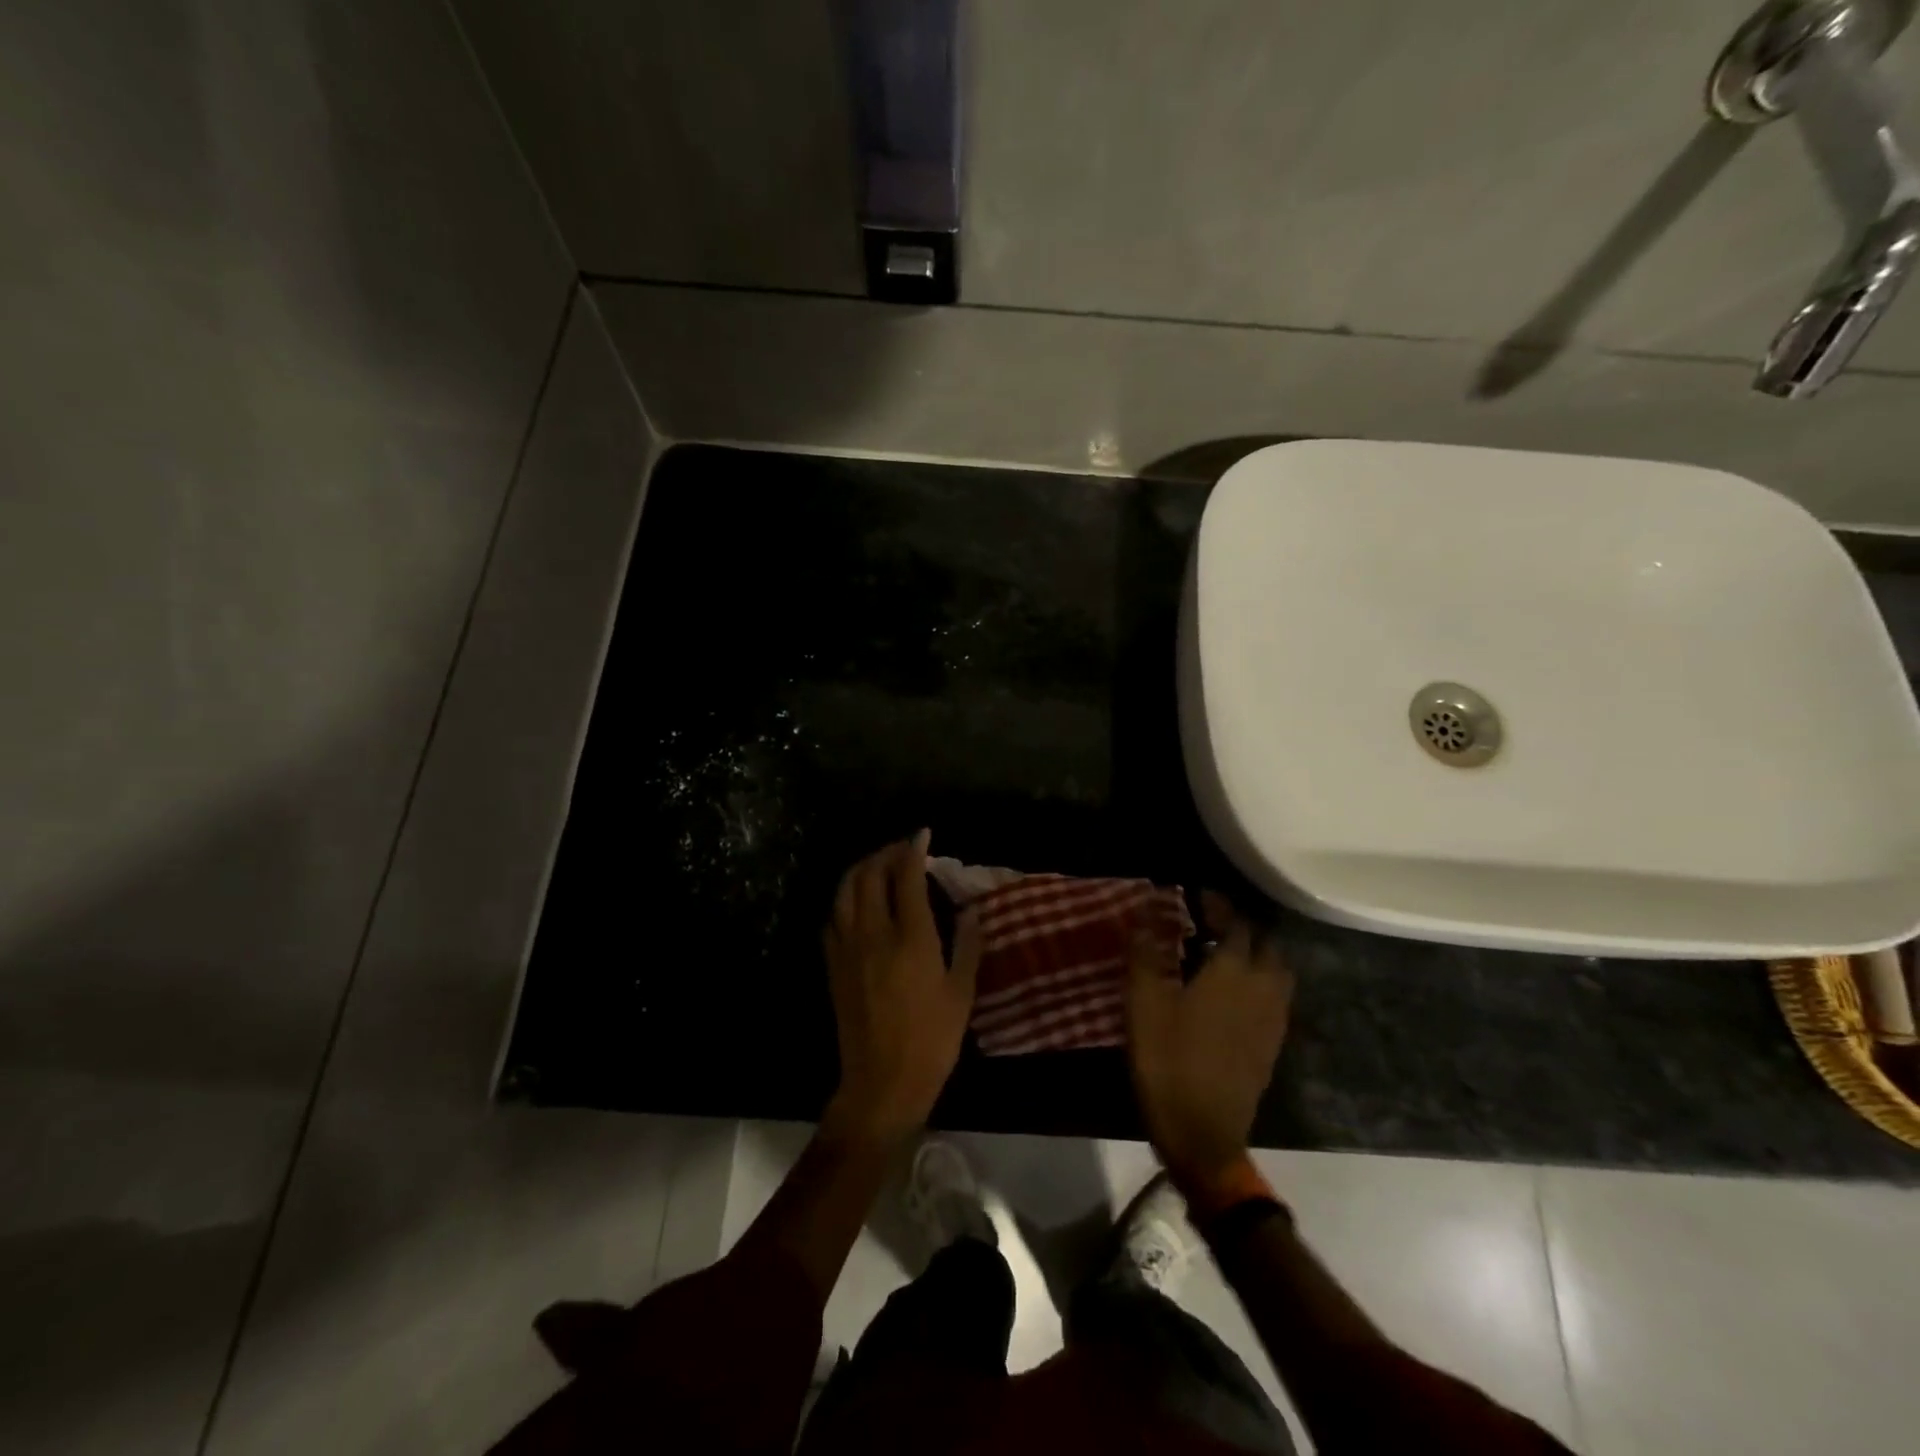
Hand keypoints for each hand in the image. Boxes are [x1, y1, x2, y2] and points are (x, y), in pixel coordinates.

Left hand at [822, 831, 980, 1146]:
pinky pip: (834, 918)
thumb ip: (966, 944)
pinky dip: (846, 899)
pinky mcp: (833, 965)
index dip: (914, 849)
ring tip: (878, 866)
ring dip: (861, 869)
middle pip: (869, 874)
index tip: (923, 835)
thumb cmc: (932, 1040)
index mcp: (911, 937)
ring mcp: (848, 948)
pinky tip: (857, 903)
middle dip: (885, 853)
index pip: (907, 876)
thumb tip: (970, 909)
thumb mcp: (961, 992)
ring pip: (845, 891)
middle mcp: (874, 933)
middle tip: (902, 849)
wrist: (882, 1083)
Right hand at [1126, 893, 1293, 1198]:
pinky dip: (1259, 983)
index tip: (1198, 896)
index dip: (1220, 905)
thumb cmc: (1168, 1059)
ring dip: (1256, 955)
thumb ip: (1145, 952)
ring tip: (1223, 955)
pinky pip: (1275, 999)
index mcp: (1233, 972)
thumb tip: (1146, 912)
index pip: (1237, 924)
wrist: (1202, 1131)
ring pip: (1277, 973)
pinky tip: (1232, 994)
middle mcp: (1263, 989)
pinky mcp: (1271, 1046)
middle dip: (1242, 928)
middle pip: (1266, 946)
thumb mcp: (1144, 1002)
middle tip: (1211, 925)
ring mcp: (1273, 1021)